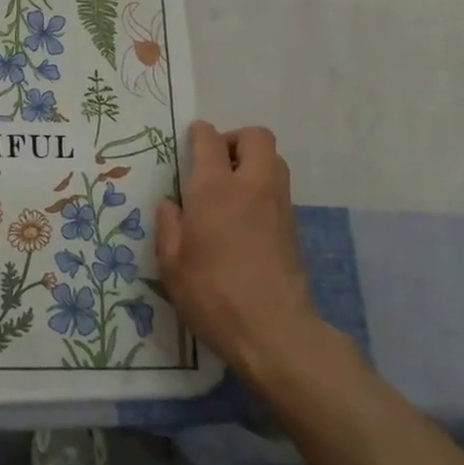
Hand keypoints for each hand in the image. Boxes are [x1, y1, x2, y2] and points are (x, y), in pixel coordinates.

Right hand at [156, 122, 343, 387]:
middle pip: (256, 137)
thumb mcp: (172, 265)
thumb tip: (171, 204)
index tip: (190, 138)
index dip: (200, 133)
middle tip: (215, 162)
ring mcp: (278, 205)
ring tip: (230, 188)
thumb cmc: (212, 295)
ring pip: (274, 160)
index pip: (210, 141)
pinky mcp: (293, 226)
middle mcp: (251, 186)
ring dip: (253, 161)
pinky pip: (279, 188)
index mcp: (215, 189)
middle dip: (235, 140)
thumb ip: (169, 227)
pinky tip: (244, 216)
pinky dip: (263, 187)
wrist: (274, 331)